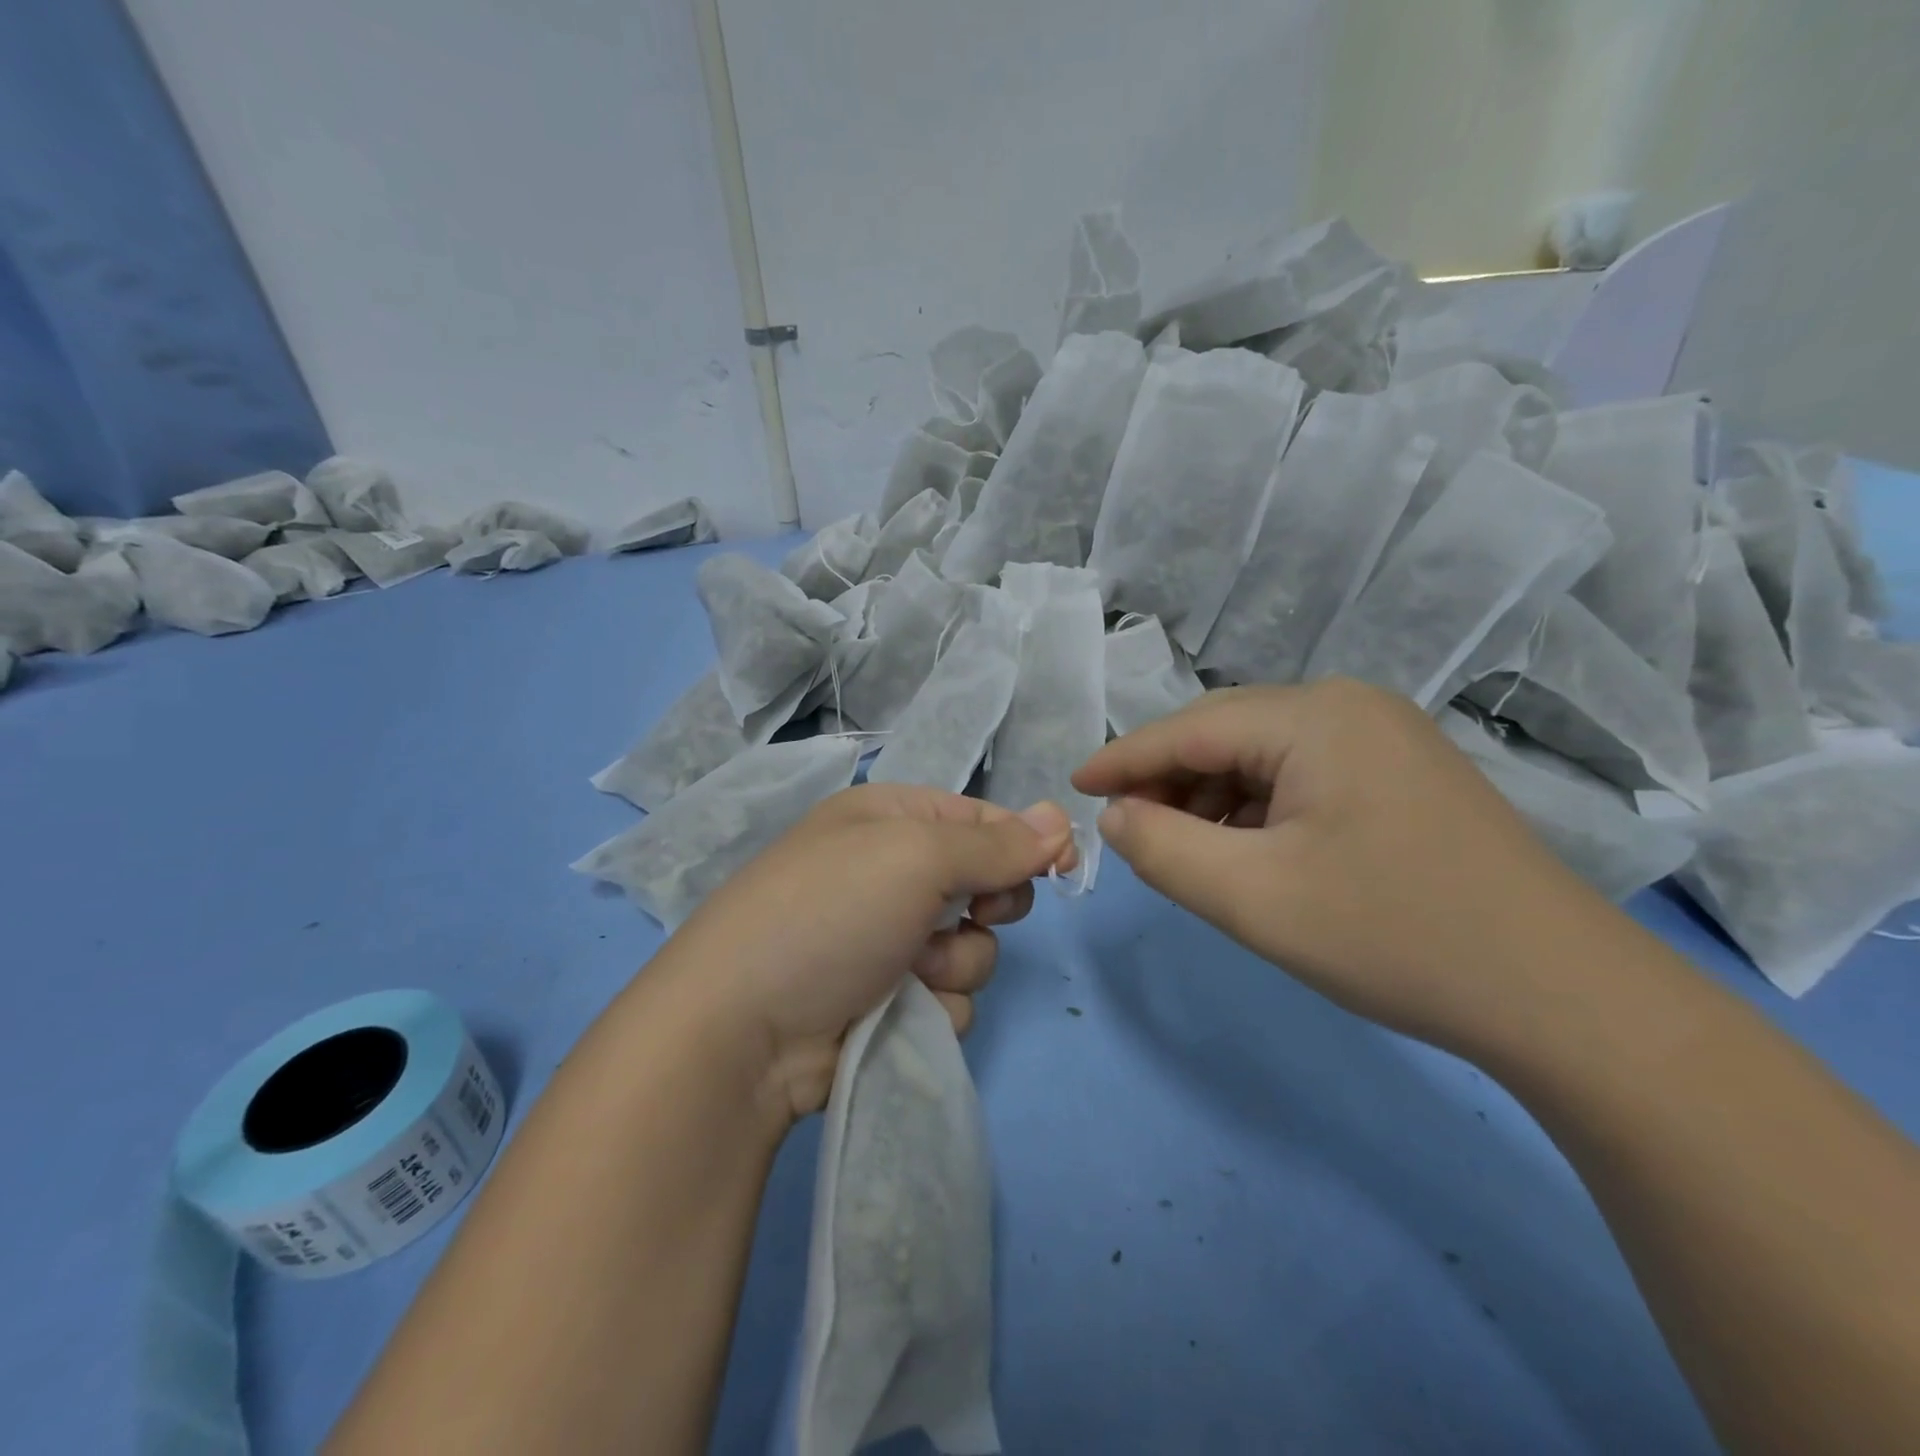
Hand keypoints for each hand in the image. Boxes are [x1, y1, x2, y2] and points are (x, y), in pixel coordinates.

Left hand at [654, 783, 1076, 1121]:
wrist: (742, 1030)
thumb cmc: (830, 913)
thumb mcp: (915, 857)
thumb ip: (995, 843)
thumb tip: (1059, 816)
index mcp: (889, 820)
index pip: (979, 818)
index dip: (1023, 839)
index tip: (1058, 866)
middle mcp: (890, 874)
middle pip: (985, 882)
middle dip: (988, 904)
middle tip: (967, 914)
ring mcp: (888, 940)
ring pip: (975, 947)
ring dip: (957, 962)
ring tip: (911, 970)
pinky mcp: (888, 1000)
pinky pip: (951, 996)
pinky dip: (935, 1004)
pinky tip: (897, 1009)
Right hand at [1072, 680, 1611, 1055]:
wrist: (1564, 998)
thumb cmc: (1394, 937)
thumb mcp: (1252, 898)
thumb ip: (1162, 848)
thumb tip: (1116, 815)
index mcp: (1315, 716)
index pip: (1189, 728)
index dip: (1123, 759)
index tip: (1072, 787)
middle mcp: (1350, 706)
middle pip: (1226, 734)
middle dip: (1169, 782)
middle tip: (1129, 832)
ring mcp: (1385, 737)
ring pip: (1263, 756)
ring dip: (1213, 798)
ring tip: (1189, 852)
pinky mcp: (1403, 773)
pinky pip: (1302, 775)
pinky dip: (1259, 809)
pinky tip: (1250, 852)